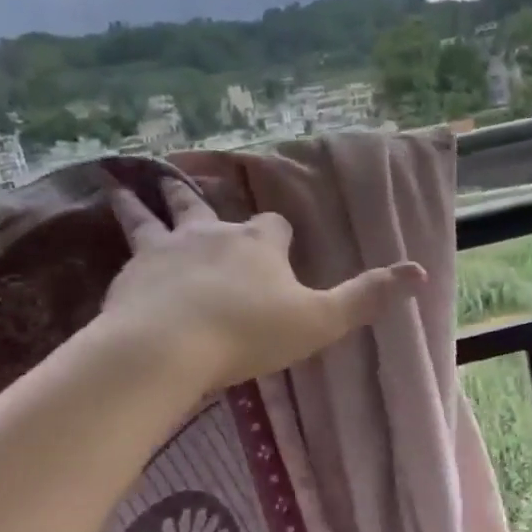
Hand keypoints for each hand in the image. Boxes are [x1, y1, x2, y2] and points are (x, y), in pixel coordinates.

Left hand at [103, 177, 425, 391]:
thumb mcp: (320, 320)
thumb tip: (420, 273)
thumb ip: (366, 297)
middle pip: (202, 205)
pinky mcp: (129, 276)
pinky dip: (118, 249)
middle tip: (179, 183)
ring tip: (118, 186)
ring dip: (139, 203)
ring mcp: (164, 251)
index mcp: (258, 244)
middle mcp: (210, 235)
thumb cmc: (250, 333)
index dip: (276, 233)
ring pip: (149, 218)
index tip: (278, 242)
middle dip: (195, 198)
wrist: (168, 348)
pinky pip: (123, 253)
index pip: (273, 226)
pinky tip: (111, 258)